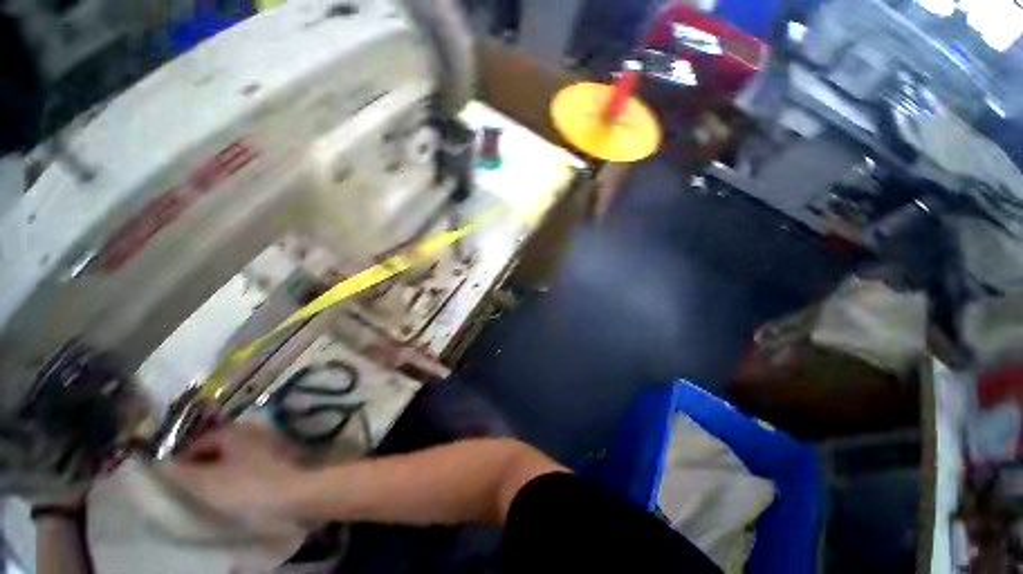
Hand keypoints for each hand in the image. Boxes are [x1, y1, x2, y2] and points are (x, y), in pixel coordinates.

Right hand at [161, 422, 307, 521]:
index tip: (174, 479)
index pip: (198, 442)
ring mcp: (269, 440)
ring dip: (221, 466)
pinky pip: (250, 460)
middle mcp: (251, 429)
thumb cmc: (247, 486)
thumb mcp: (206, 482)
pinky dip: (239, 469)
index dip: (182, 460)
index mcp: (232, 430)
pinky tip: (237, 485)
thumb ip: (182, 472)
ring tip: (212, 487)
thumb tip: (161, 463)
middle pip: (218, 445)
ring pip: (235, 452)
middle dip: (202, 461)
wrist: (295, 491)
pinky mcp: (281, 454)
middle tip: (192, 484)